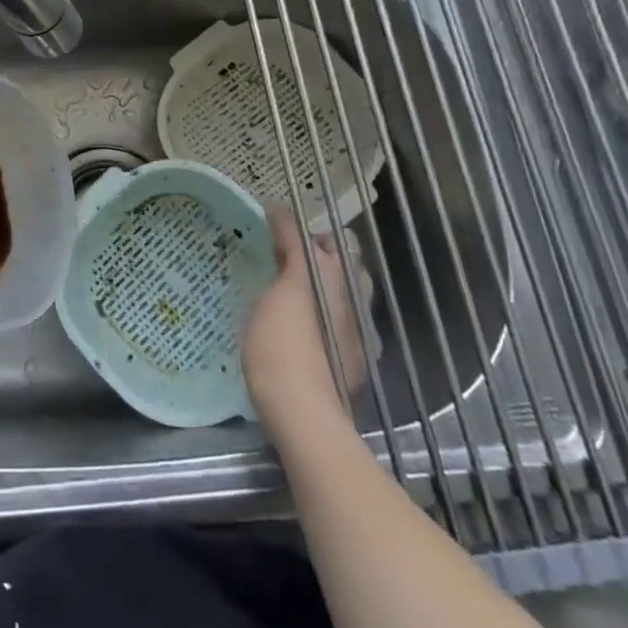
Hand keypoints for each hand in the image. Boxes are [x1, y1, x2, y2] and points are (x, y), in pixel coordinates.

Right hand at [243, 206, 371, 431]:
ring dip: (322, 282)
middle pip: (343, 262)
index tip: (269, 227)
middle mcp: (357, 300)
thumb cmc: (284, 346)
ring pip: (345, 292)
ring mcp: (359, 333)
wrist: (302, 415)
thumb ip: (289, 248)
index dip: (298, 228)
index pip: (325, 238)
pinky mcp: (353, 360)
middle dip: (316, 252)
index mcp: (340, 278)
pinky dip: (323, 311)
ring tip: (289, 287)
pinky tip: (302, 323)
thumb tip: (280, 212)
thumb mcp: (281, 290)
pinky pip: (340, 320)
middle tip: (278, 255)